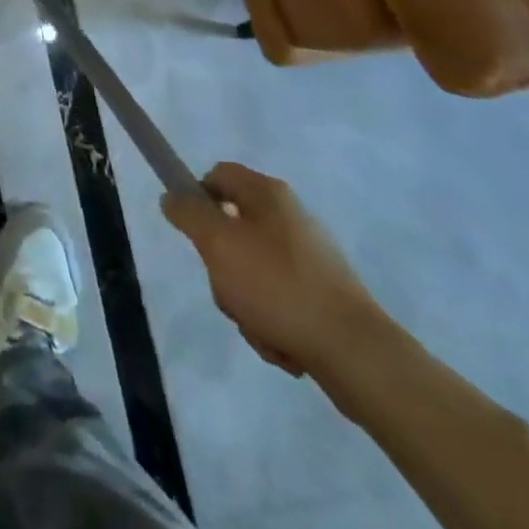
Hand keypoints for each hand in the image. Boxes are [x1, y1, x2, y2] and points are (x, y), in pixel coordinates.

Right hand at [162, 162, 387, 379]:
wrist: (355, 353)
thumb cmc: (278, 286)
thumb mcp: (217, 242)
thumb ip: (188, 213)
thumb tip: (173, 196)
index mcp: (268, 194)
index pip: (217, 175)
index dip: (196, 197)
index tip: (191, 231)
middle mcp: (291, 217)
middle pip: (231, 228)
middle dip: (221, 264)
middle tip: (225, 285)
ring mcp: (310, 258)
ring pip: (251, 269)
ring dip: (244, 299)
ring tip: (258, 323)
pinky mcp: (323, 295)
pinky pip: (278, 299)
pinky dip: (270, 320)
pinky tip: (280, 341)